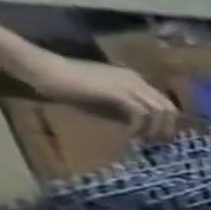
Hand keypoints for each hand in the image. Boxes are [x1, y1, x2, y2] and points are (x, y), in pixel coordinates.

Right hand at [27, 54, 177, 137]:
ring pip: (160, 112)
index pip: (166, 104)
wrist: (40, 68)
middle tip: (155, 141)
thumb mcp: (107, 101)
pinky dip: (140, 127)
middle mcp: (137, 81)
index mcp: (135, 80)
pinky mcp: (118, 92)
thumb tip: (147, 130)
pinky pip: (142, 114)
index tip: (159, 136)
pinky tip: (130, 133)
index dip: (167, 123)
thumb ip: (128, 111)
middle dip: (167, 128)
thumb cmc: (69, 86)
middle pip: (169, 109)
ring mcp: (129, 85)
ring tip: (141, 138)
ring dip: (155, 129)